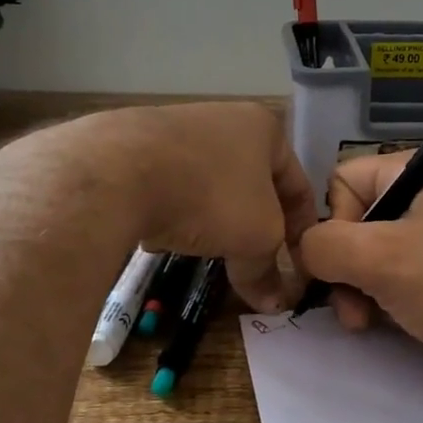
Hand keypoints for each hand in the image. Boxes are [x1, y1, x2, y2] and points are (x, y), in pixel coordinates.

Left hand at [8, 103, 317, 310]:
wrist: (118, 171)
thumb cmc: (209, 195)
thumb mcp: (254, 238)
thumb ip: (266, 270)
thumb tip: (274, 303)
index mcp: (263, 128)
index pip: (298, 184)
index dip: (304, 228)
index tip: (299, 263)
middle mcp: (223, 119)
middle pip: (252, 185)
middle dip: (254, 225)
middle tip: (256, 261)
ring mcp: (175, 129)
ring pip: (209, 186)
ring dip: (213, 220)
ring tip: (207, 252)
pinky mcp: (135, 146)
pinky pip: (169, 187)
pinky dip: (173, 212)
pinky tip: (162, 237)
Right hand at [296, 154, 422, 388]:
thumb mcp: (383, 260)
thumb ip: (325, 246)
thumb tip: (300, 247)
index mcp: (416, 173)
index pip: (342, 182)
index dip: (330, 226)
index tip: (336, 269)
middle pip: (360, 222)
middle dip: (346, 269)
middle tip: (352, 313)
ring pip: (384, 254)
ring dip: (366, 290)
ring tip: (370, 325)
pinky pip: (413, 274)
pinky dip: (397, 298)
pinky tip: (401, 324)